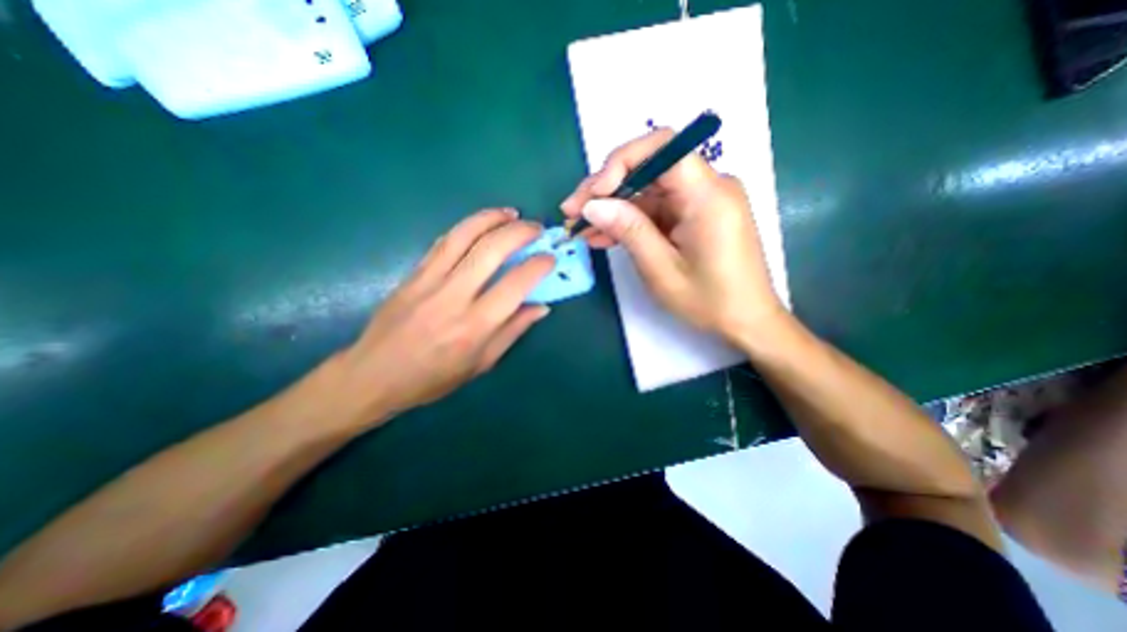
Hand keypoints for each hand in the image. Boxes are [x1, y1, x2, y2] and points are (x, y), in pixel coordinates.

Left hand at [316, 211, 552, 427]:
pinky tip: (480, 224)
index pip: (515, 285)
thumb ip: (513, 331)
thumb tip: (541, 307)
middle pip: (491, 250)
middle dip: (519, 232)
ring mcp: (429, 281)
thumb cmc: (433, 378)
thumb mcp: (481, 363)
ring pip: (464, 236)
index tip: (550, 257)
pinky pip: (443, 242)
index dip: (538, 266)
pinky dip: (466, 228)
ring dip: (491, 218)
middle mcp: (453, 297)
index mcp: (475, 326)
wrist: (373, 375)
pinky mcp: (412, 274)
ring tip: (511, 213)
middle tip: (536, 228)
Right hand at [560, 128, 784, 345]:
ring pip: (646, 191)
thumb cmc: (709, 301)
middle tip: (572, 212)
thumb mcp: (662, 270)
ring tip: (580, 229)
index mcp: (708, 195)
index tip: (594, 193)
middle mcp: (708, 187)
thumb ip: (629, 231)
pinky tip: (602, 236)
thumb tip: (593, 204)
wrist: (746, 320)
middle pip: (648, 168)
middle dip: (606, 188)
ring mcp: (700, 201)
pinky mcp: (693, 215)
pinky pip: (655, 210)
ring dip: (612, 208)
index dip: (621, 162)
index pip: (662, 148)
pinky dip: (629, 221)